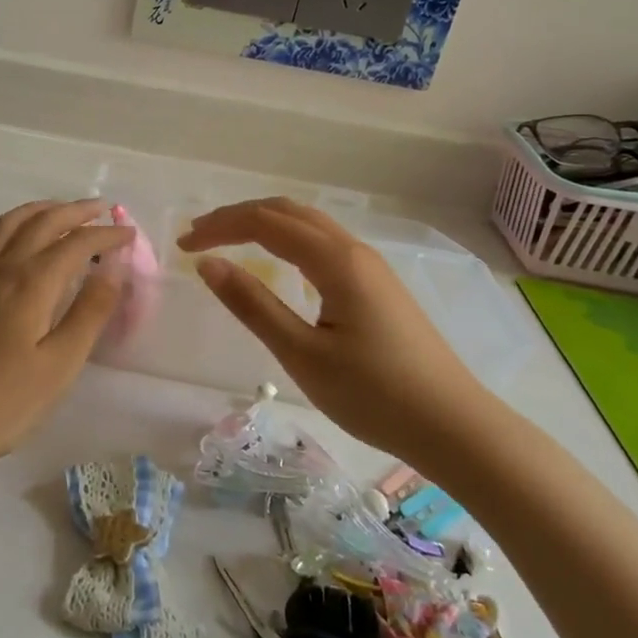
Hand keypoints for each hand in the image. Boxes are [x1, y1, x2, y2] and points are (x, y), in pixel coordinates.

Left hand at [0, 200, 130, 521]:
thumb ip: (89, 312)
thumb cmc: (2, 400)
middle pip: (42, 222)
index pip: (76, 243)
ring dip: (40, 209)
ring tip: (61, 210)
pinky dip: (10, 225)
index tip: (129, 235)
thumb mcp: (59, 364)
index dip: (105, 235)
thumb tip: (113, 267)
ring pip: (10, 223)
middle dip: (76, 211)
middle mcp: (2, 267)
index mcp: (31, 282)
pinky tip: (14, 238)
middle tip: (102, 209)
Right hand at [177, 198, 500, 460]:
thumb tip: (208, 264)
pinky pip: (323, 242)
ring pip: (308, 224)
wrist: (454, 426)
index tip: (183, 247)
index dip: (220, 227)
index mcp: (336, 261)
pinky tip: (278, 261)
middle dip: (238, 216)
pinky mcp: (377, 285)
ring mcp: (370, 266)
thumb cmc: (374, 395)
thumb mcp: (302, 354)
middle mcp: (354, 250)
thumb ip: (253, 305)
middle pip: (287, 211)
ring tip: (227, 241)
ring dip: (264, 223)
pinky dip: (287, 239)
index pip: (265, 222)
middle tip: (198, 236)